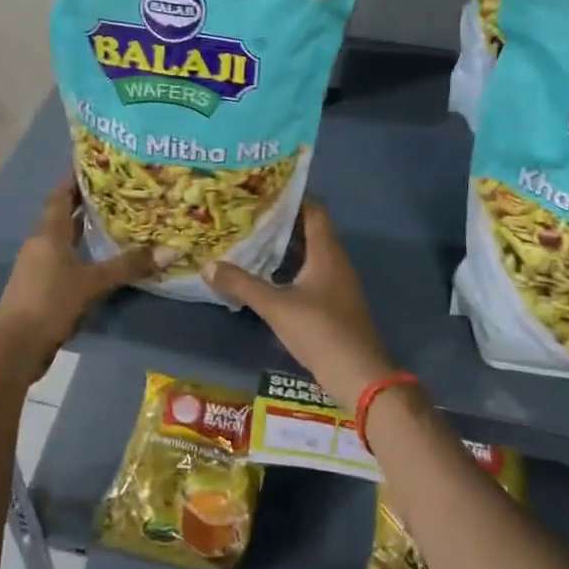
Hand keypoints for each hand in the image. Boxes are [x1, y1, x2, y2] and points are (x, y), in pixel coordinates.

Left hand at [0, 179, 163, 379]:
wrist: (14, 347)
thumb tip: (171, 250)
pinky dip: (84, 252)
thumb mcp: (91, 283)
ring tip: (117, 217)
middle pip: (64, 213)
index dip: (76, 177)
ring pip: (66, 237)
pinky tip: (104, 257)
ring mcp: (40, 266)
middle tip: (119, 188)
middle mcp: (42, 242)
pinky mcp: (44, 287)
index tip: (97, 161)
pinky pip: (67, 259)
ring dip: (86, 227)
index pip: (61, 194)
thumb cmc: (48, 302)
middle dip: (87, 200)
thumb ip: (128, 266)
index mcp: (48, 232)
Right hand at [201, 200, 393, 403]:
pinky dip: (290, 270)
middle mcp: (336, 262)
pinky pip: (311, 275)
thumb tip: (207, 265)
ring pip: (310, 255)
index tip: (262, 191)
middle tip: (248, 216)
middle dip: (281, 222)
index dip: (290, 197)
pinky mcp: (335, 305)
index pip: (313, 210)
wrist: (360, 377)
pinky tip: (267, 277)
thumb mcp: (276, 306)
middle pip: (310, 230)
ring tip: (251, 241)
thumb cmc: (320, 332)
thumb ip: (242, 285)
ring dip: (284, 248)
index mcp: (327, 253)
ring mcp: (338, 285)